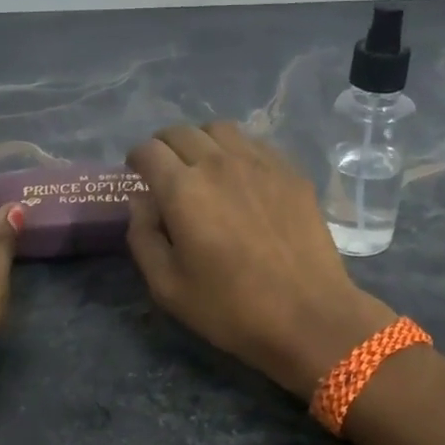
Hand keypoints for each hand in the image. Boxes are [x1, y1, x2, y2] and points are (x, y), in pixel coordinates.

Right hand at [126, 122, 395, 399]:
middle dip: (164, 145)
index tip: (136, 173)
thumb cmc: (230, 308)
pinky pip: (255, 144)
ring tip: (202, 164)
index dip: (136, 158)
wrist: (309, 315)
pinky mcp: (290, 172)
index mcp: (183, 190)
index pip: (149, 151)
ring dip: (201, 140)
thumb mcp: (167, 287)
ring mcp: (260, 163)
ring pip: (220, 129)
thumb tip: (142, 202)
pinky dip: (236, 150)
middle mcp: (219, 163)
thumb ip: (143, 237)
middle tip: (164, 168)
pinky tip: (240, 176)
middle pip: (181, 131)